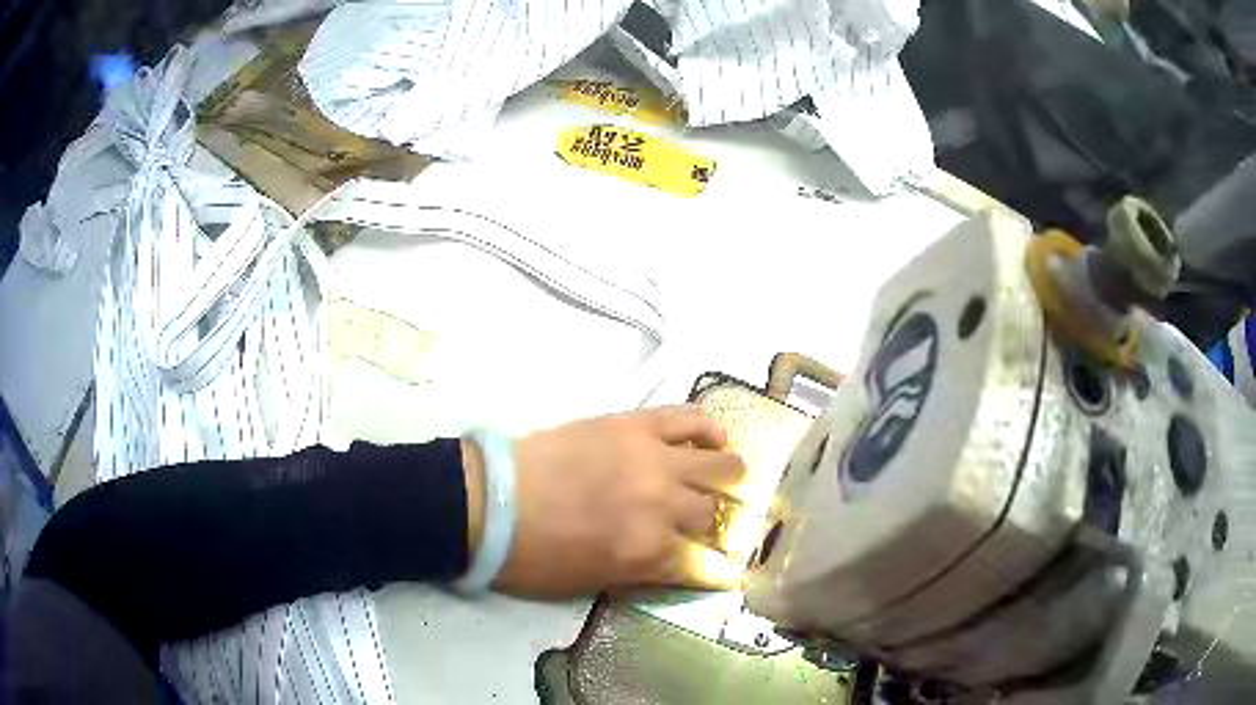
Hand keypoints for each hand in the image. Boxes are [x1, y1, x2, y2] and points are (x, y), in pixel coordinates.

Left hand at [471, 406, 746, 597]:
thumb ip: (642, 573)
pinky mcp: (636, 426)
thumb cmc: (533, 555)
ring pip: (716, 465)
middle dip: (710, 522)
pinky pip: (688, 419)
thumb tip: (675, 563)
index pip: (700, 564)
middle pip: (709, 514)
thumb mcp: (590, 582)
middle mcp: (663, 506)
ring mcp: (653, 460)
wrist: (491, 501)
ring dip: (727, 475)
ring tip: (729, 475)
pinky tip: (716, 436)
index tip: (718, 566)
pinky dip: (708, 428)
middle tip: (703, 520)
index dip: (710, 567)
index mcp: (649, 552)